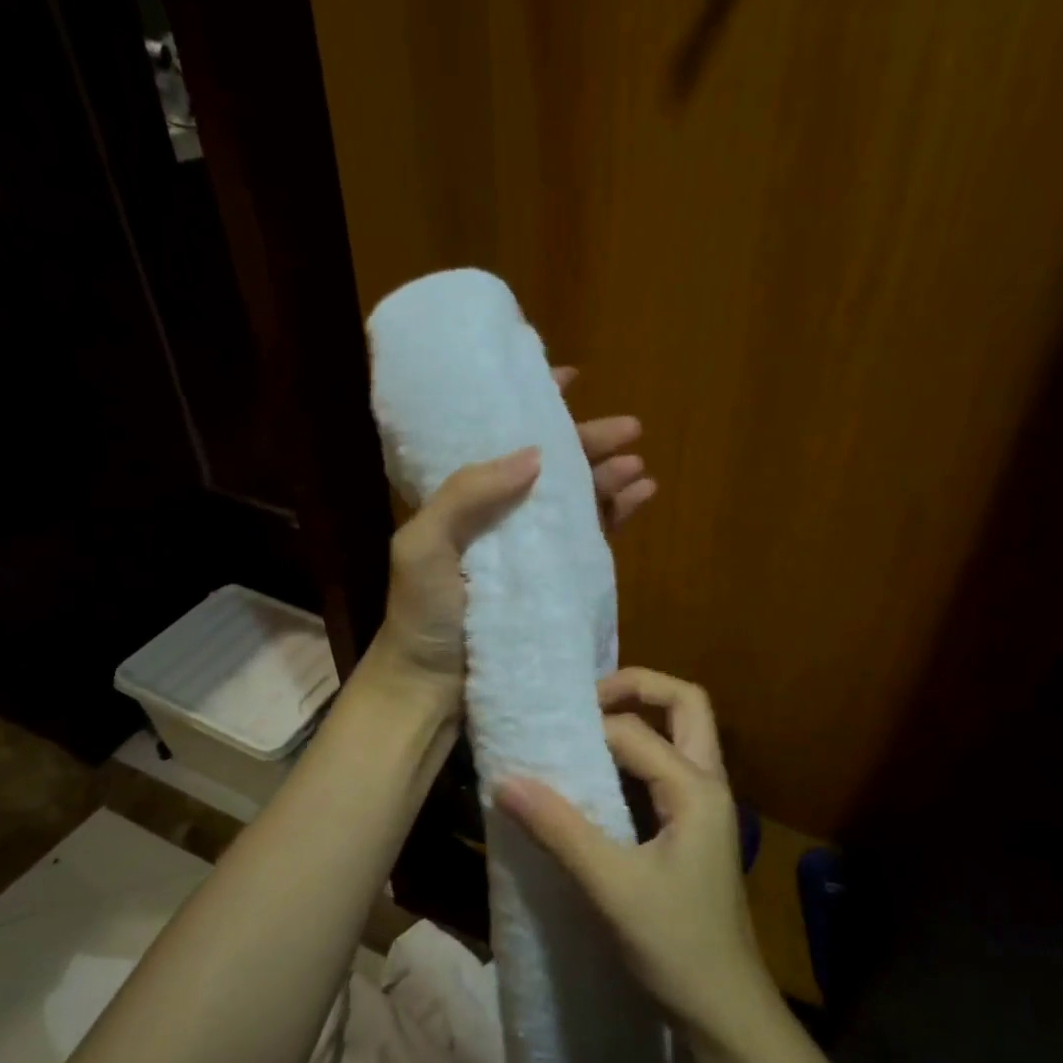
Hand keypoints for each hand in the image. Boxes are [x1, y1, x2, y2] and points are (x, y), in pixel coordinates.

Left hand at [371, 367, 656, 701]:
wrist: (431, 685)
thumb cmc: (423, 614)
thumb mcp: (424, 546)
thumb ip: (467, 495)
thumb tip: (535, 454)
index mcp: (462, 498)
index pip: (501, 439)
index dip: (532, 405)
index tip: (568, 377)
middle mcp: (497, 515)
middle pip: (549, 467)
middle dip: (587, 442)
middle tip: (630, 428)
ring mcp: (527, 550)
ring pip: (573, 500)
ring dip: (606, 477)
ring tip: (639, 464)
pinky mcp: (550, 582)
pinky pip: (586, 539)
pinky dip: (613, 516)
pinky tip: (639, 498)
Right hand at [496, 668, 776, 1041]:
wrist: (725, 1011)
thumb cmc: (676, 947)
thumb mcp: (612, 887)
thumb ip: (560, 830)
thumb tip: (505, 780)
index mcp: (696, 789)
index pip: (634, 732)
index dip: (586, 730)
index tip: (538, 740)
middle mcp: (708, 784)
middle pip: (686, 705)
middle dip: (637, 688)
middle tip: (583, 702)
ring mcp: (705, 806)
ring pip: (682, 734)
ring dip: (639, 718)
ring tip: (583, 729)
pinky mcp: (694, 828)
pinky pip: (669, 768)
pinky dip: (637, 755)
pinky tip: (597, 779)